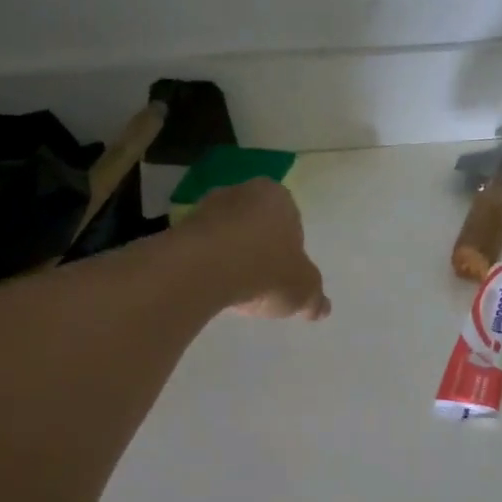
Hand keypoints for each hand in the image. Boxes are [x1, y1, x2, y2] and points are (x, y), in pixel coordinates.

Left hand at [182, 178, 330, 320]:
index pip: (291, 222)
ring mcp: (207, 207)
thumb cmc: (265, 270)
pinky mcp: (180, 227)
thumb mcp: (303, 290)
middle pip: (257, 225)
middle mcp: (243, 192)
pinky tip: (212, 288)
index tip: (285, 275)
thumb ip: (314, 298)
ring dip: (232, 258)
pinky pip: (203, 249)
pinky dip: (209, 266)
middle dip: (260, 250)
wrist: (203, 269)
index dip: (290, 251)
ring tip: (235, 290)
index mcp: (278, 197)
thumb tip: (321, 308)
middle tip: (262, 283)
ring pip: (228, 235)